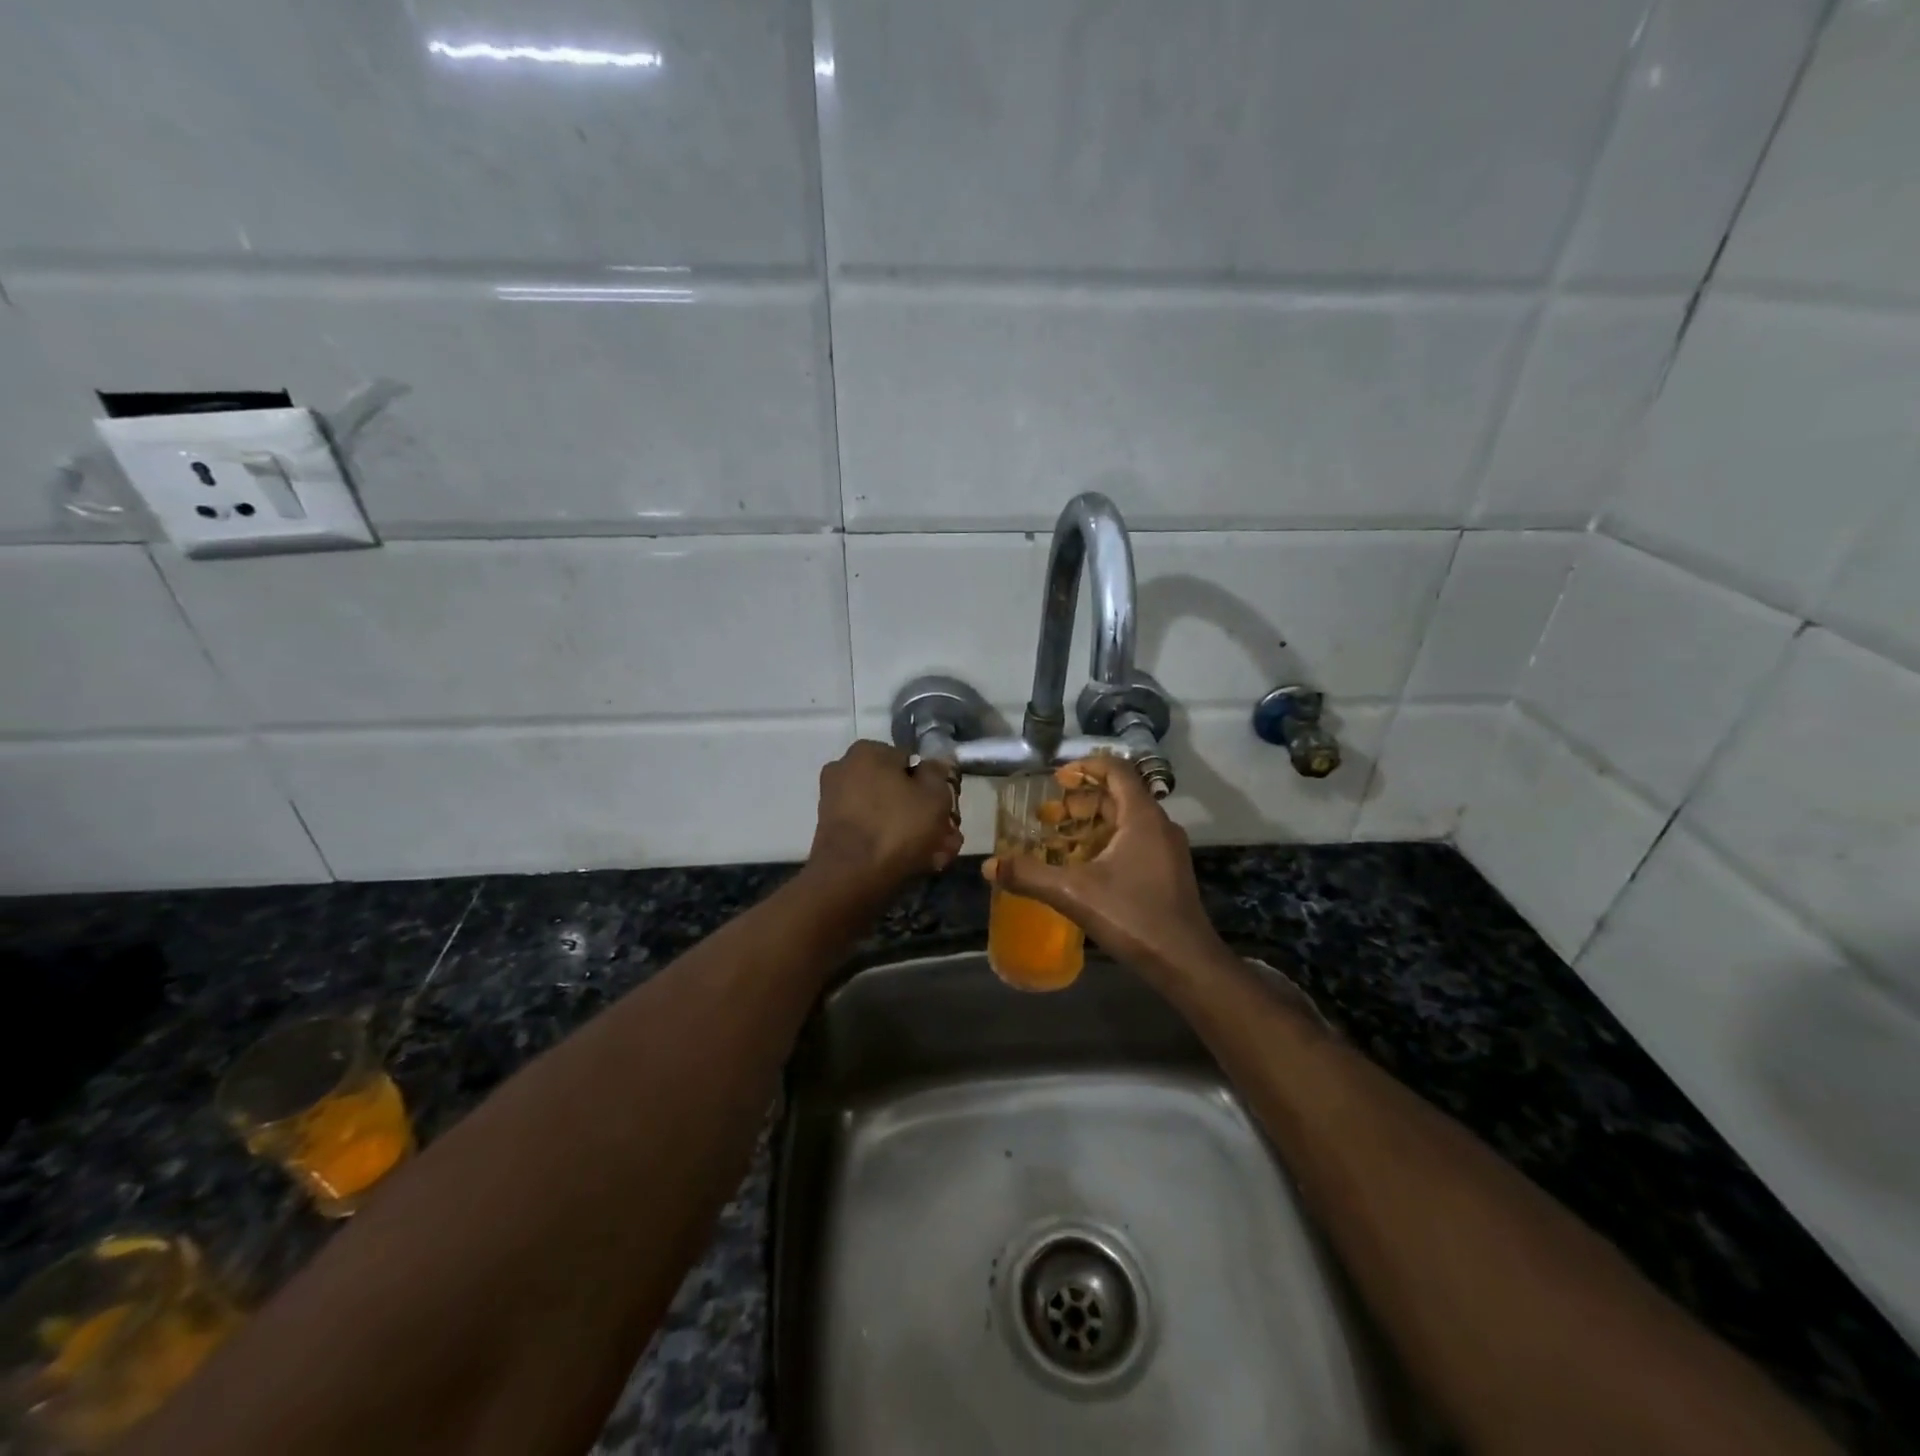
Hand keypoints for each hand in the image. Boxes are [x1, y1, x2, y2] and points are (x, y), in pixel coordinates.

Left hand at [807, 740, 962, 887]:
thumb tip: (936, 765)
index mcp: (867, 752)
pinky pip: (870, 831)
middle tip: (947, 838)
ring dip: (913, 832)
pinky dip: (891, 843)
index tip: (947, 810)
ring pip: (886, 813)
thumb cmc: (897, 827)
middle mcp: (845, 770)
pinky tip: (915, 863)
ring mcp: (835, 802)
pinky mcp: (832, 832)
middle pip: (898, 790)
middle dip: (925, 815)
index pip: (912, 762)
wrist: (850, 878)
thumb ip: (939, 774)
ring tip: (936, 857)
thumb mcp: (934, 796)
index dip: (934, 786)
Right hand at [983, 757, 1226, 980]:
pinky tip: (1084, 867)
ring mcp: (1167, 849)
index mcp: (1142, 817)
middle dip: (1081, 801)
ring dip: (1092, 823)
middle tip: (1048, 817)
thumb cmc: (1133, 917)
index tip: (1056, 780)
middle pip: (1118, 795)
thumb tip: (989, 865)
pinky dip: (1107, 842)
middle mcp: (1159, 825)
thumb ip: (1030, 875)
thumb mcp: (1073, 893)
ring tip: (1059, 840)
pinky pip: (1134, 841)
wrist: (1186, 962)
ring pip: (1126, 820)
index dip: (1085, 767)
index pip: (1116, 770)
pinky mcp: (1168, 871)